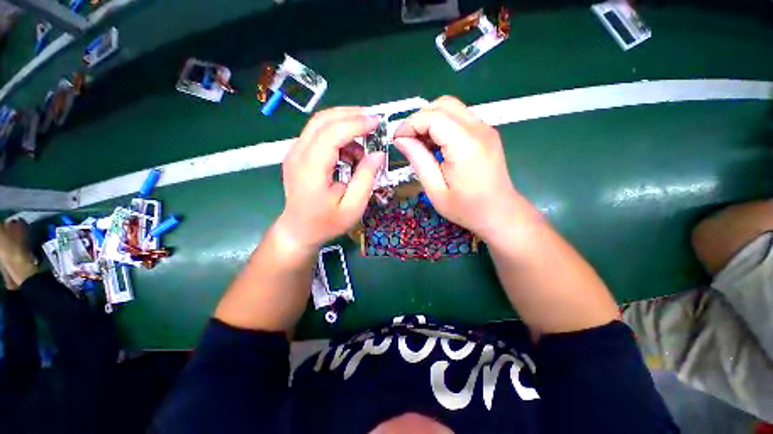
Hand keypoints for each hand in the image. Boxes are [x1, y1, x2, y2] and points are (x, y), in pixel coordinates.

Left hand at [278, 107, 384, 251]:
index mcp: (310, 169)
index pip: (332, 133)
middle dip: (351, 115)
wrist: (299, 230)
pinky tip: (350, 153)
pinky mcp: (298, 154)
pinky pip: (319, 134)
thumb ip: (366, 179)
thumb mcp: (353, 207)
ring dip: (345, 125)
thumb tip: (377, 154)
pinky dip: (338, 136)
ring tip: (364, 146)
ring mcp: (295, 152)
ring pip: (320, 124)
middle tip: (373, 121)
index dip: (356, 124)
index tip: (377, 122)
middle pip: (322, 120)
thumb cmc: (326, 222)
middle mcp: (298, 154)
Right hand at [394, 96, 529, 239]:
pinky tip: (437, 146)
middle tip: (408, 141)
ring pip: (451, 108)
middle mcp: (478, 129)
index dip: (410, 124)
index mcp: (465, 145)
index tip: (397, 140)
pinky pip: (460, 118)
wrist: (500, 213)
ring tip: (421, 145)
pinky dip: (443, 125)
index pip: (432, 117)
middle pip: (442, 105)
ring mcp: (485, 129)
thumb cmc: (466, 208)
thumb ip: (418, 161)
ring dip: (431, 121)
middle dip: (419, 119)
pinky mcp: (487, 133)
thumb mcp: (435, 190)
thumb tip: (401, 140)